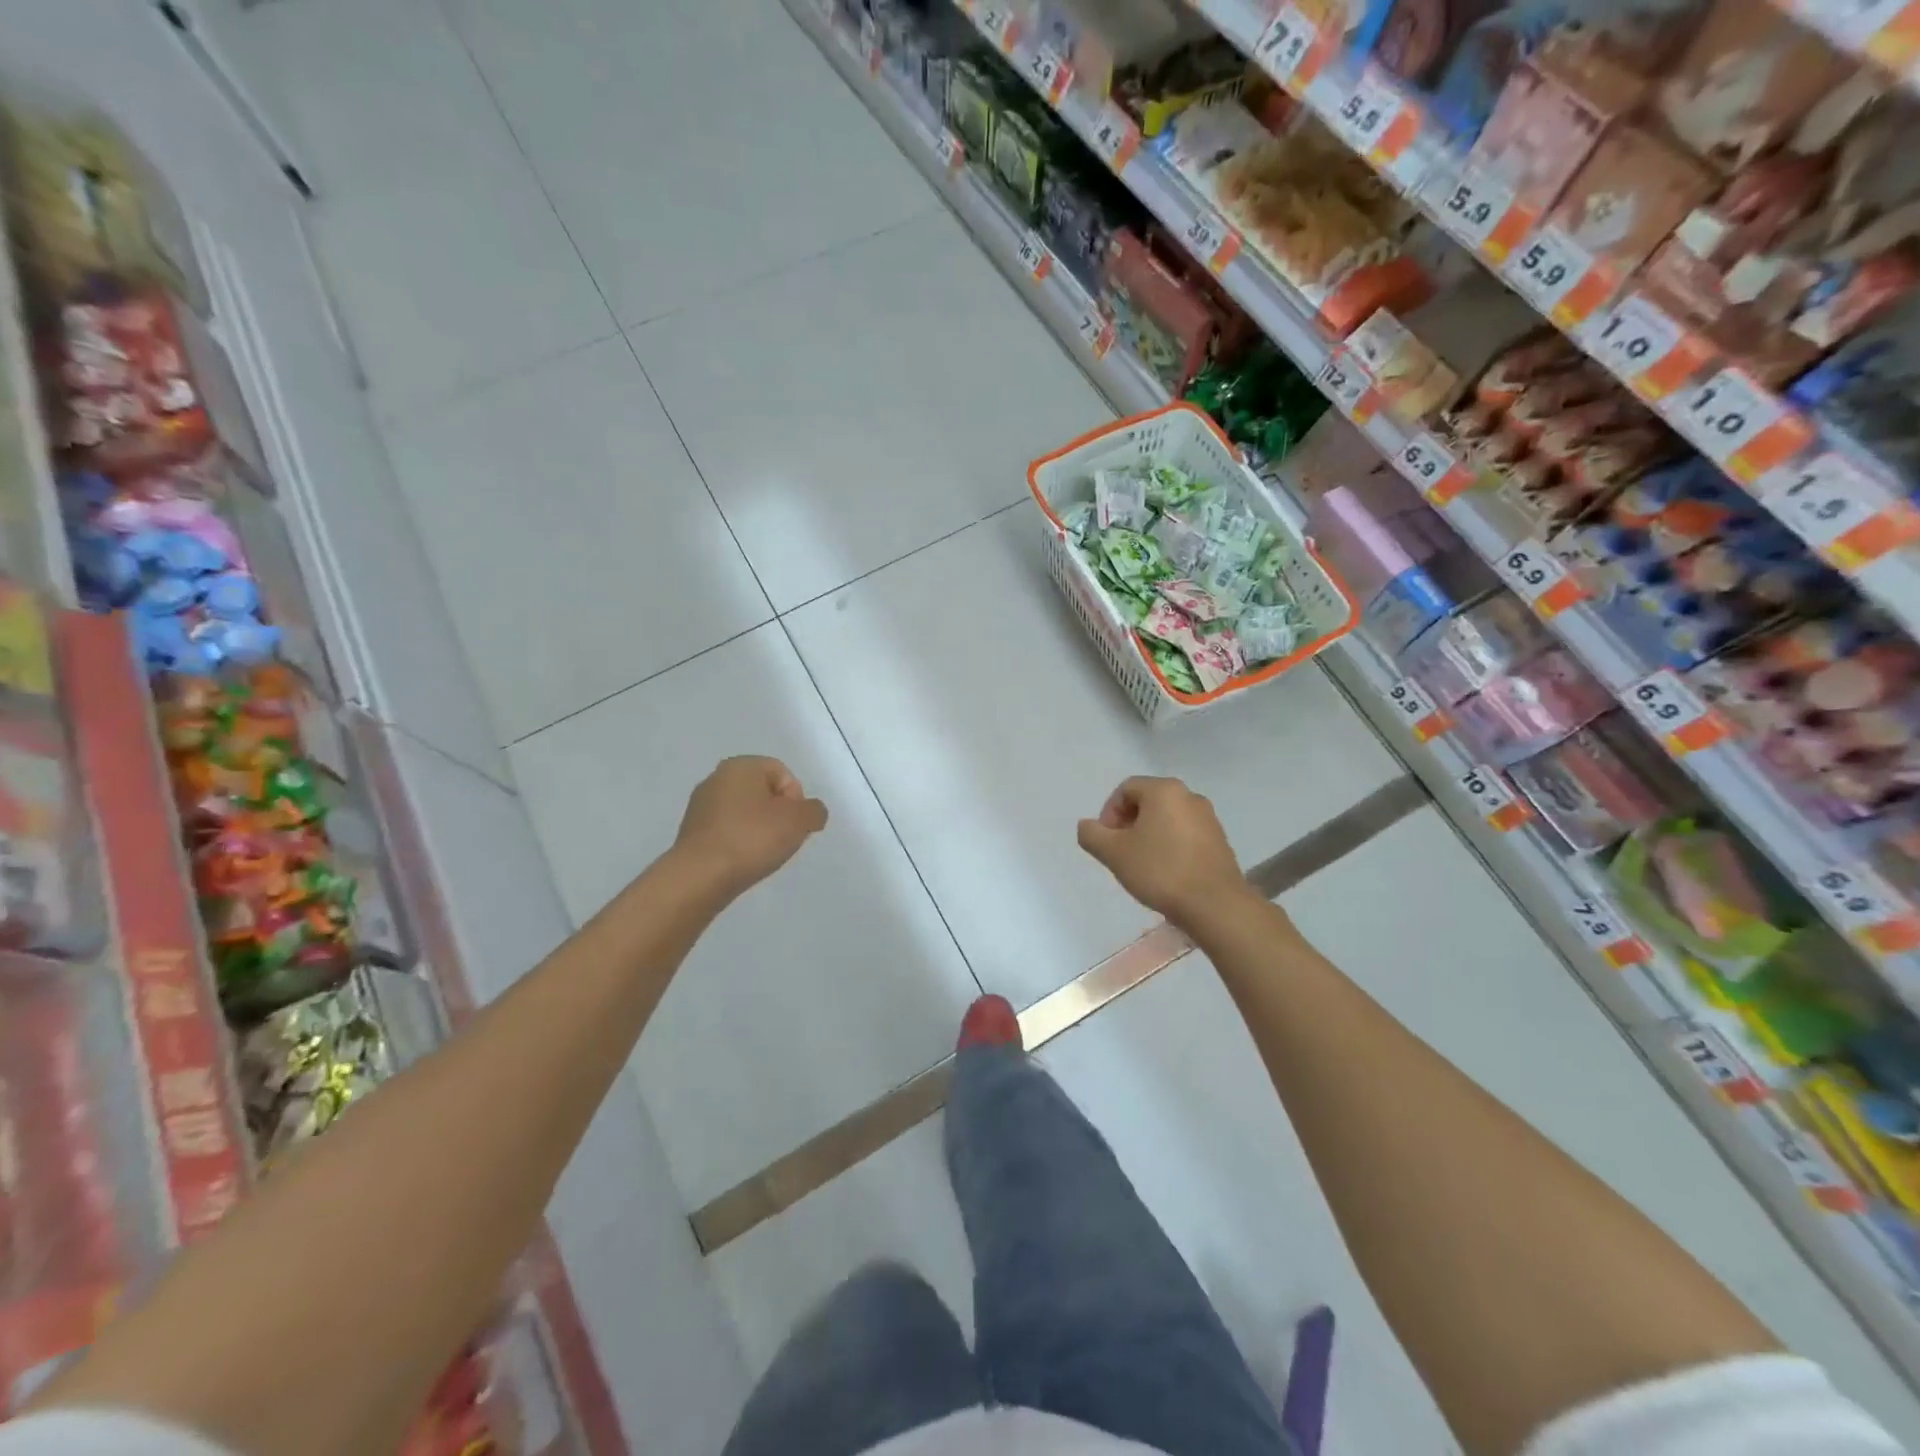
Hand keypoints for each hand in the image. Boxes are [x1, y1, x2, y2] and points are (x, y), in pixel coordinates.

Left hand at [673, 756, 827, 898]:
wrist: (700, 877)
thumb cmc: (752, 838)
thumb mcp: (800, 821)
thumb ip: (814, 811)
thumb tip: (810, 813)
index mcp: (741, 765)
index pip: (783, 773)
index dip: (796, 799)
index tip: (794, 824)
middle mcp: (717, 778)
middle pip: (763, 792)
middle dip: (778, 815)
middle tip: (783, 839)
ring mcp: (700, 805)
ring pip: (745, 813)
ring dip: (759, 830)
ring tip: (763, 854)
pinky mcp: (692, 832)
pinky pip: (727, 831)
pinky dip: (740, 842)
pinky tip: (743, 861)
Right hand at [1077, 776, 1251, 926]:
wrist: (1215, 905)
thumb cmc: (1160, 871)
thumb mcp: (1114, 853)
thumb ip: (1092, 834)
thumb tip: (1087, 826)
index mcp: (1164, 790)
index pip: (1125, 790)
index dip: (1108, 813)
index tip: (1106, 842)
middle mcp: (1189, 796)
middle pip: (1147, 802)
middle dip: (1128, 824)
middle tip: (1120, 853)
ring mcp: (1208, 818)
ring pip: (1167, 819)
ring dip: (1148, 836)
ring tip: (1142, 865)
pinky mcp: (1220, 840)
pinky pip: (1185, 834)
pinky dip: (1169, 846)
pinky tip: (1166, 872)